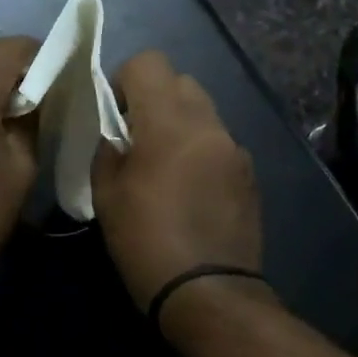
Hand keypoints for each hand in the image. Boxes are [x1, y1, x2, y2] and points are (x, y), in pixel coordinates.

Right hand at [91, 51, 264, 313]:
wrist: (208, 294)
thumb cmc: (145, 242)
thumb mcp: (107, 194)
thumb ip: (109, 148)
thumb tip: (118, 133)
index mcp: (169, 123)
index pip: (149, 63)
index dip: (124, 80)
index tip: (114, 115)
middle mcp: (209, 125)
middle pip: (181, 81)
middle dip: (155, 99)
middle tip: (137, 139)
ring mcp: (236, 149)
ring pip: (204, 111)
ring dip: (180, 123)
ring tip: (165, 167)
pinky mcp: (250, 174)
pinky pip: (219, 142)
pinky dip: (201, 149)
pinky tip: (191, 190)